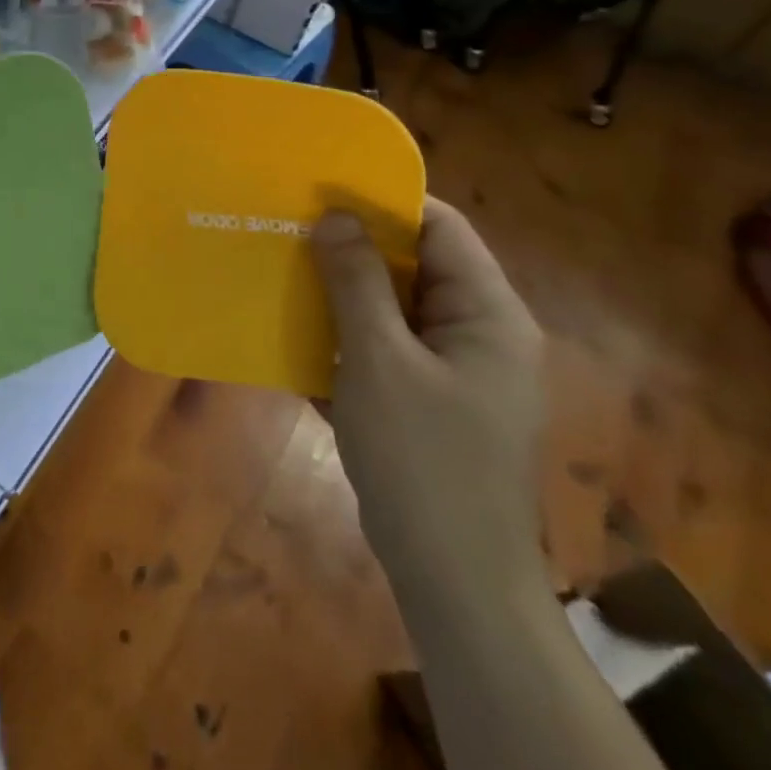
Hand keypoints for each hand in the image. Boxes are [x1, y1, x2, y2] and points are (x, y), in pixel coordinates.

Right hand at [311, 198, 545, 607]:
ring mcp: (455, 373)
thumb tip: (334, 215)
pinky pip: (384, 349)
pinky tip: (294, 337)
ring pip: (393, 309)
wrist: (454, 582)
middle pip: (414, 267)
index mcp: (487, 314)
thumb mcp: (379, 360)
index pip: (441, 228)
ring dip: (341, 294)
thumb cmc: (422, 459)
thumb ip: (356, 281)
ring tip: (283, 271)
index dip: (385, 201)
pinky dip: (345, 338)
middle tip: (290, 227)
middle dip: (353, 248)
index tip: (323, 188)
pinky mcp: (428, 404)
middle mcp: (479, 334)